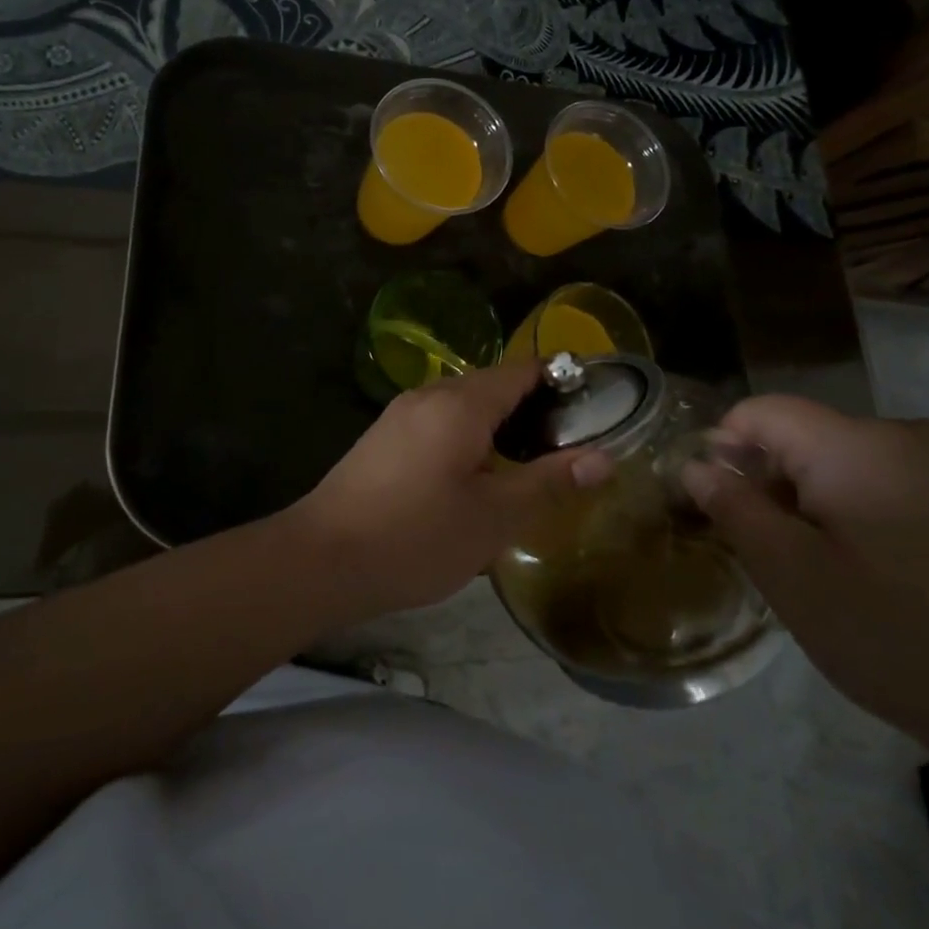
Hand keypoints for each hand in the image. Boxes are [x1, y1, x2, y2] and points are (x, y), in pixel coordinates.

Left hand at [286, 360, 611, 622]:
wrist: (323, 558)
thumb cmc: (416, 537)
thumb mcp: (494, 517)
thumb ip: (549, 482)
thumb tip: (605, 457)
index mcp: (461, 404)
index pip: (523, 370)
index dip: (562, 379)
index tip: (595, 403)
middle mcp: (429, 395)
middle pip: (493, 384)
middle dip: (533, 406)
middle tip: (569, 444)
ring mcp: (400, 414)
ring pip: (464, 405)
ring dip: (499, 423)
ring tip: (530, 462)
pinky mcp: (384, 437)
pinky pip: (439, 421)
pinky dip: (468, 435)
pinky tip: (476, 474)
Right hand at [682, 395, 928, 758]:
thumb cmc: (899, 638)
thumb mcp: (792, 576)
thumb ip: (734, 508)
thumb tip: (695, 466)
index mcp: (859, 444)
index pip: (763, 412)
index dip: (725, 446)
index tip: (718, 503)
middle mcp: (912, 435)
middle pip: (810, 436)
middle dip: (775, 481)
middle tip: (773, 551)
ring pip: (853, 461)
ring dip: (821, 500)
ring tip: (830, 571)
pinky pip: (900, 483)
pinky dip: (869, 512)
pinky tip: (888, 577)